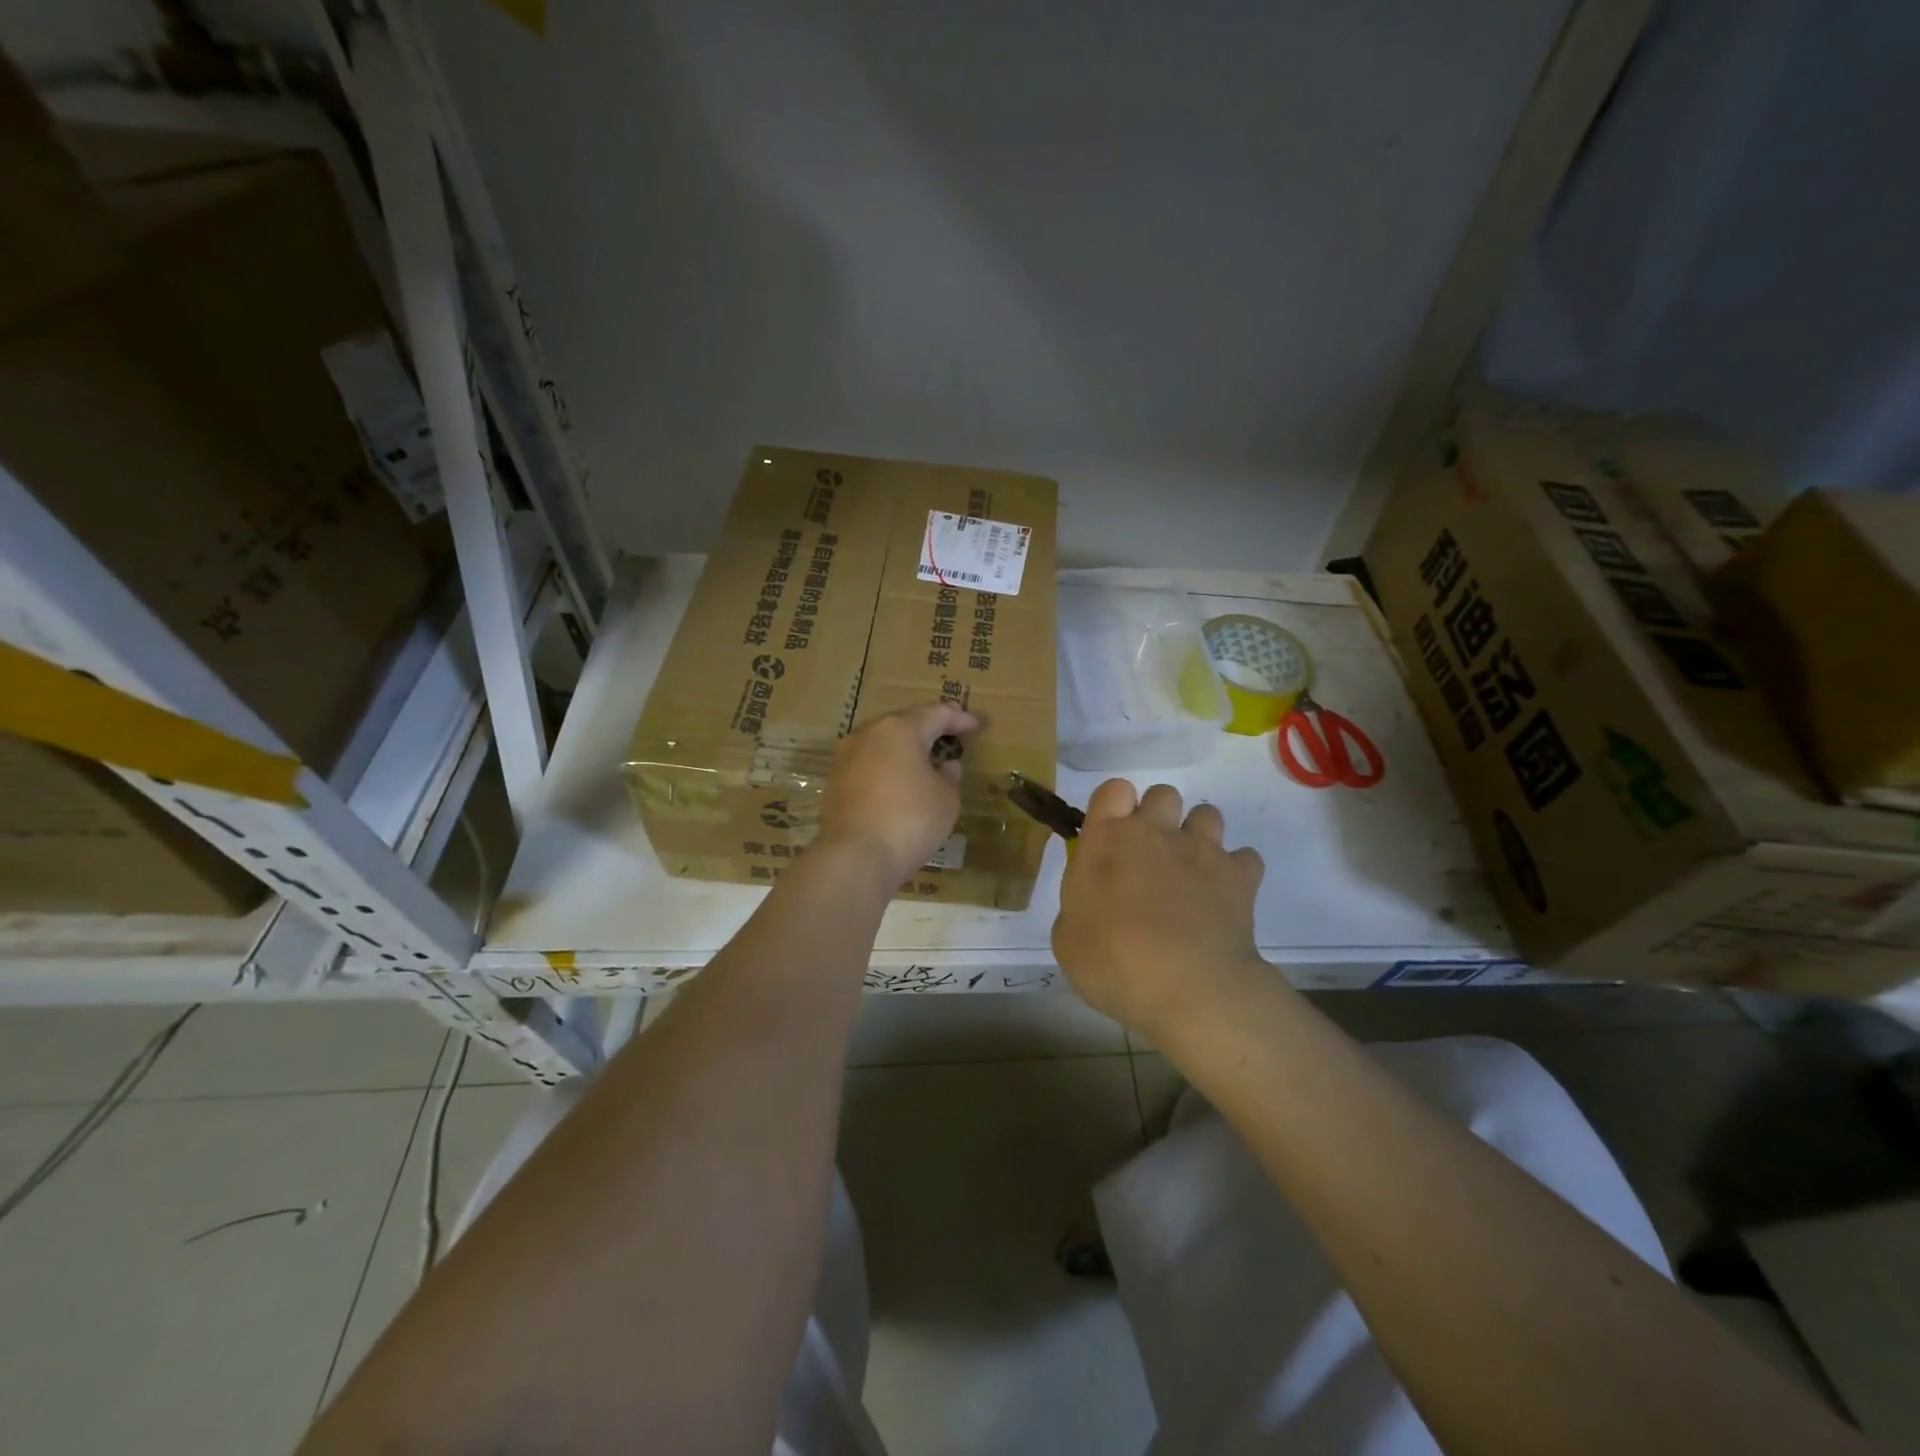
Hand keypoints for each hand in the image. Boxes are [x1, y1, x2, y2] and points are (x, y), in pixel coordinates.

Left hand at [818, 702, 978, 886]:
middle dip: (928, 726)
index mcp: (901, 729)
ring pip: (882, 740)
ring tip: (924, 755)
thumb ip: (950, 776)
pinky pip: (869, 761)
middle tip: (949, 732)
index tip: (974, 725)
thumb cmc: (911, 820)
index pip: (936, 714)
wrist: (856, 856)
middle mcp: (870, 733)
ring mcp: (847, 755)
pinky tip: (898, 778)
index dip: (958, 718)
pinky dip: (887, 764)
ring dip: (904, 745)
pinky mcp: (836, 779)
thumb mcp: (946, 799)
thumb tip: (946, 765)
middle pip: (905, 721)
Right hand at [1052, 780, 1269, 1043]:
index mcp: (1107, 839)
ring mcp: (1202, 850)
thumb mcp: (1068, 939)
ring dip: (1198, 836)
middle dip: (1158, 816)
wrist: (1189, 989)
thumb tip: (1092, 902)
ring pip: (1207, 814)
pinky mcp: (1240, 876)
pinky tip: (1224, 897)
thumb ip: (1079, 905)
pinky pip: (1244, 857)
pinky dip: (1236, 872)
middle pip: (1162, 794)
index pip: (1113, 789)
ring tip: (1190, 872)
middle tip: (1149, 856)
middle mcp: (1156, 832)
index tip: (1111, 836)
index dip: (1114, 806)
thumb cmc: (1114, 963)